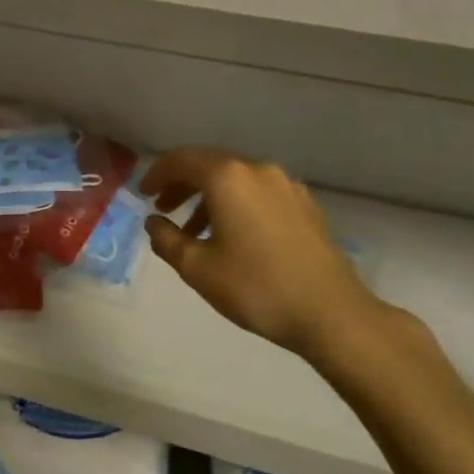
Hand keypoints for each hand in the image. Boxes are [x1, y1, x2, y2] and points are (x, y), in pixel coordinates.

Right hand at [140, 148, 400, 363]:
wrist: (331, 313)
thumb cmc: (256, 288)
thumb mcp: (198, 268)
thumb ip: (167, 240)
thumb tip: (154, 222)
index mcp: (228, 177)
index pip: (181, 160)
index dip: (157, 174)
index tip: (142, 193)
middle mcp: (257, 170)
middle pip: (209, 165)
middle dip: (182, 184)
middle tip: (163, 209)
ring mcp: (285, 185)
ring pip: (236, 180)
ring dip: (209, 197)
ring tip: (194, 231)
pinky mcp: (304, 205)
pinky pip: (258, 192)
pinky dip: (236, 204)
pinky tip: (233, 236)